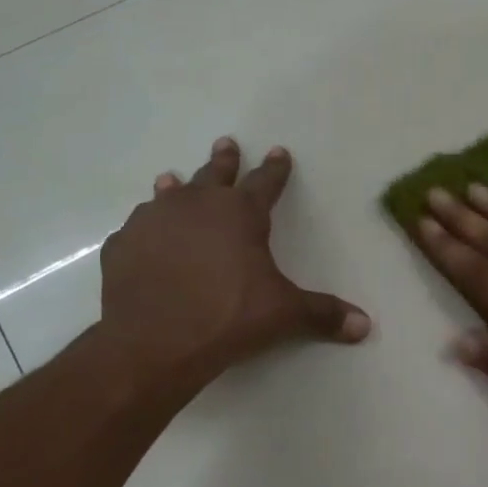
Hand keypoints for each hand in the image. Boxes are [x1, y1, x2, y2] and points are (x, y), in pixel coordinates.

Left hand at [97, 137, 368, 384]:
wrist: (154, 342)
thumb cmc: (229, 317)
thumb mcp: (284, 314)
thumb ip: (324, 315)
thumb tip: (365, 326)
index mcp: (240, 213)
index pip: (265, 183)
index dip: (275, 169)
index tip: (279, 152)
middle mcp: (195, 206)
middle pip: (213, 175)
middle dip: (224, 160)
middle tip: (226, 143)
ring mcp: (153, 222)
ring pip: (168, 195)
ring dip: (175, 187)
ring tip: (171, 179)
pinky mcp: (122, 246)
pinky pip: (137, 230)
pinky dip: (146, 230)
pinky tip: (145, 238)